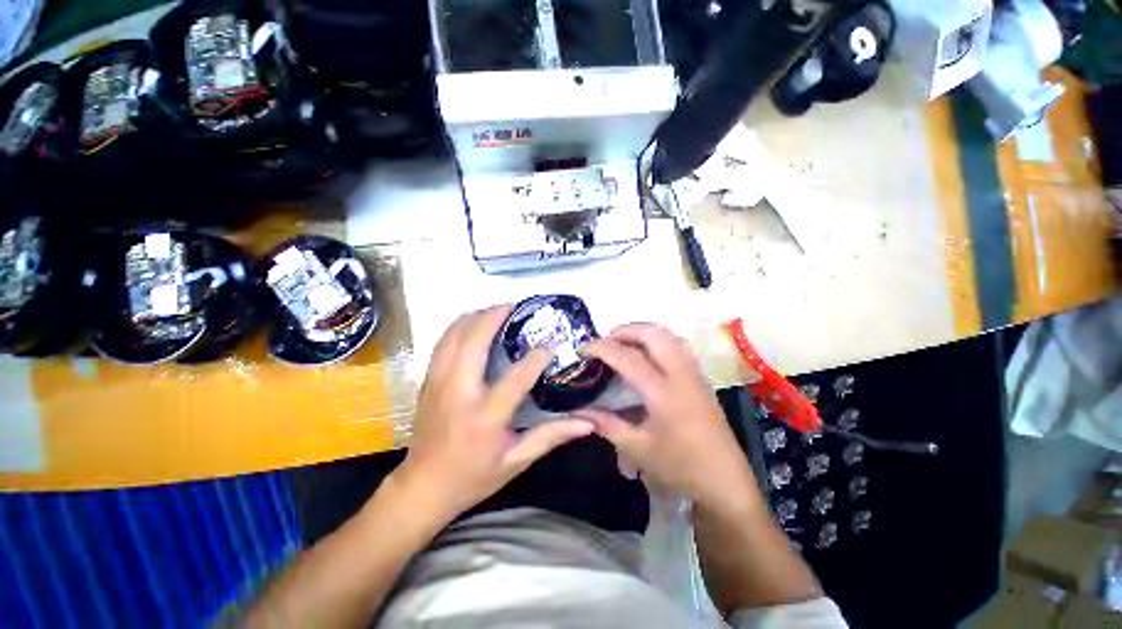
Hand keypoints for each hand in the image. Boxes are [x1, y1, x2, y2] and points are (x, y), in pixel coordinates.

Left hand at [391, 305, 594, 522]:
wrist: (422, 487)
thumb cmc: (473, 476)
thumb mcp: (515, 462)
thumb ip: (551, 437)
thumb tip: (587, 423)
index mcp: (484, 417)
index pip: (514, 380)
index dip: (535, 358)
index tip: (551, 343)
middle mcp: (457, 393)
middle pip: (473, 342)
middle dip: (493, 317)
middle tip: (515, 306)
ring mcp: (437, 384)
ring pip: (452, 337)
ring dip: (474, 317)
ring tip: (495, 310)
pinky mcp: (427, 382)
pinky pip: (441, 344)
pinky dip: (458, 327)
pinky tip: (472, 325)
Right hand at [574, 324, 759, 516]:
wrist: (726, 480)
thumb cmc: (681, 466)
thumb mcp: (638, 449)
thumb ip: (607, 424)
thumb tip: (579, 411)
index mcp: (663, 394)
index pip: (628, 358)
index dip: (603, 348)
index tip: (584, 348)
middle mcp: (681, 375)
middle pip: (654, 334)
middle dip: (626, 330)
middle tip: (606, 340)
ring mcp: (694, 373)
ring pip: (669, 335)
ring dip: (643, 332)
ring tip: (624, 342)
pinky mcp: (700, 377)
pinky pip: (678, 345)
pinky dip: (658, 339)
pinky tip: (648, 354)